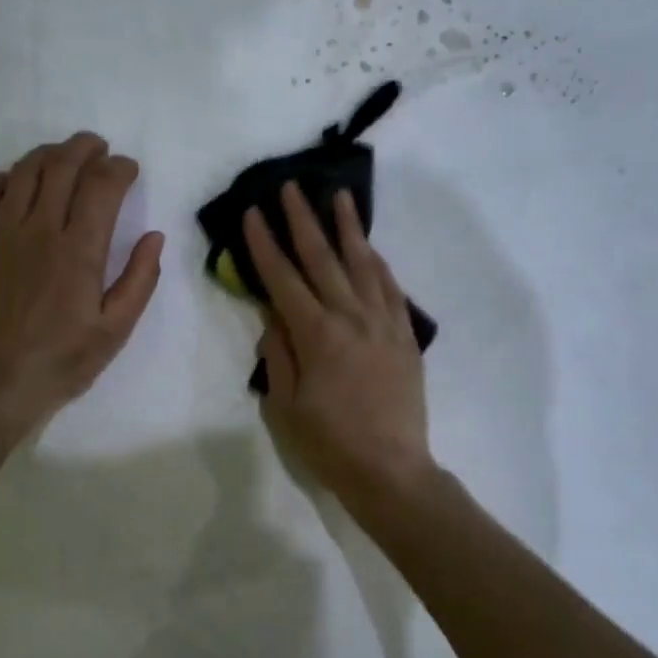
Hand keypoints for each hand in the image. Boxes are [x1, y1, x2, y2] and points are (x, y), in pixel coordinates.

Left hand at [0, 133, 163, 438]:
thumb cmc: (65, 360)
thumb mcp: (117, 328)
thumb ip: (139, 279)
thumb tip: (154, 237)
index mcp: (79, 251)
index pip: (101, 187)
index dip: (119, 168)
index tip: (129, 169)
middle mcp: (39, 231)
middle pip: (61, 167)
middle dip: (85, 148)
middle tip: (99, 148)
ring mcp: (2, 236)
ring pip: (23, 173)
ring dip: (47, 154)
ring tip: (62, 155)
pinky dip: (1, 178)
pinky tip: (14, 180)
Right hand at [243, 182, 433, 502]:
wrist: (391, 469)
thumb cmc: (330, 443)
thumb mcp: (286, 405)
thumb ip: (278, 355)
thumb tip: (271, 317)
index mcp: (316, 335)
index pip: (283, 279)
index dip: (265, 245)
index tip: (253, 213)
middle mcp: (351, 318)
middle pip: (323, 259)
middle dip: (303, 221)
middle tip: (291, 187)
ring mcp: (383, 323)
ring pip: (363, 264)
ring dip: (348, 228)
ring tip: (339, 196)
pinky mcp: (404, 335)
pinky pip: (391, 288)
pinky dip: (378, 263)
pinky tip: (370, 247)